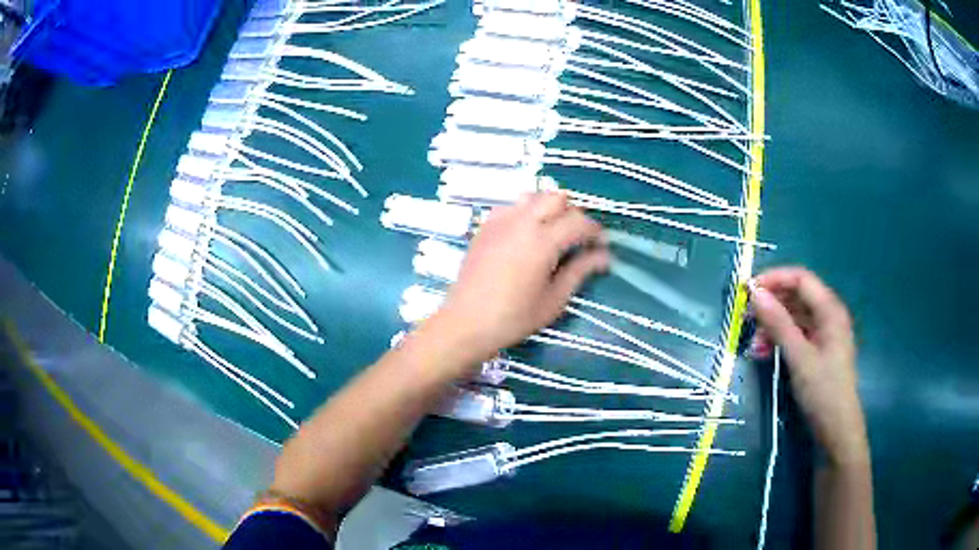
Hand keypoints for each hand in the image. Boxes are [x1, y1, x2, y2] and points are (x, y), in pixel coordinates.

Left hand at [429, 192, 609, 367]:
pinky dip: (525, 212)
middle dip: (572, 213)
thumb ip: (580, 271)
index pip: (578, 222)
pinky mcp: (485, 226)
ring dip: (548, 208)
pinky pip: (511, 206)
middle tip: (577, 238)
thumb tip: (604, 256)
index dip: (595, 231)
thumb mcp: (554, 299)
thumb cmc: (514, 317)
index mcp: (543, 241)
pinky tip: (525, 235)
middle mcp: (522, 221)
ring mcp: (500, 220)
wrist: (466, 322)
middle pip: (556, 197)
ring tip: (551, 233)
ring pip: (532, 196)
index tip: (601, 245)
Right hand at [749, 267, 868, 464]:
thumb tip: (755, 293)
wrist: (837, 430)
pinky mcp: (818, 352)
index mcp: (830, 310)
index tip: (747, 290)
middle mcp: (828, 316)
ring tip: (753, 345)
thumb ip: (778, 323)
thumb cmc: (823, 391)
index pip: (800, 279)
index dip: (774, 279)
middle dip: (771, 305)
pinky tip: (763, 353)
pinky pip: (796, 336)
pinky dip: (779, 341)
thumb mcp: (799, 357)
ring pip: (794, 318)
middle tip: (745, 319)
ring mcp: (824, 335)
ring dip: (772, 326)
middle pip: (797, 297)